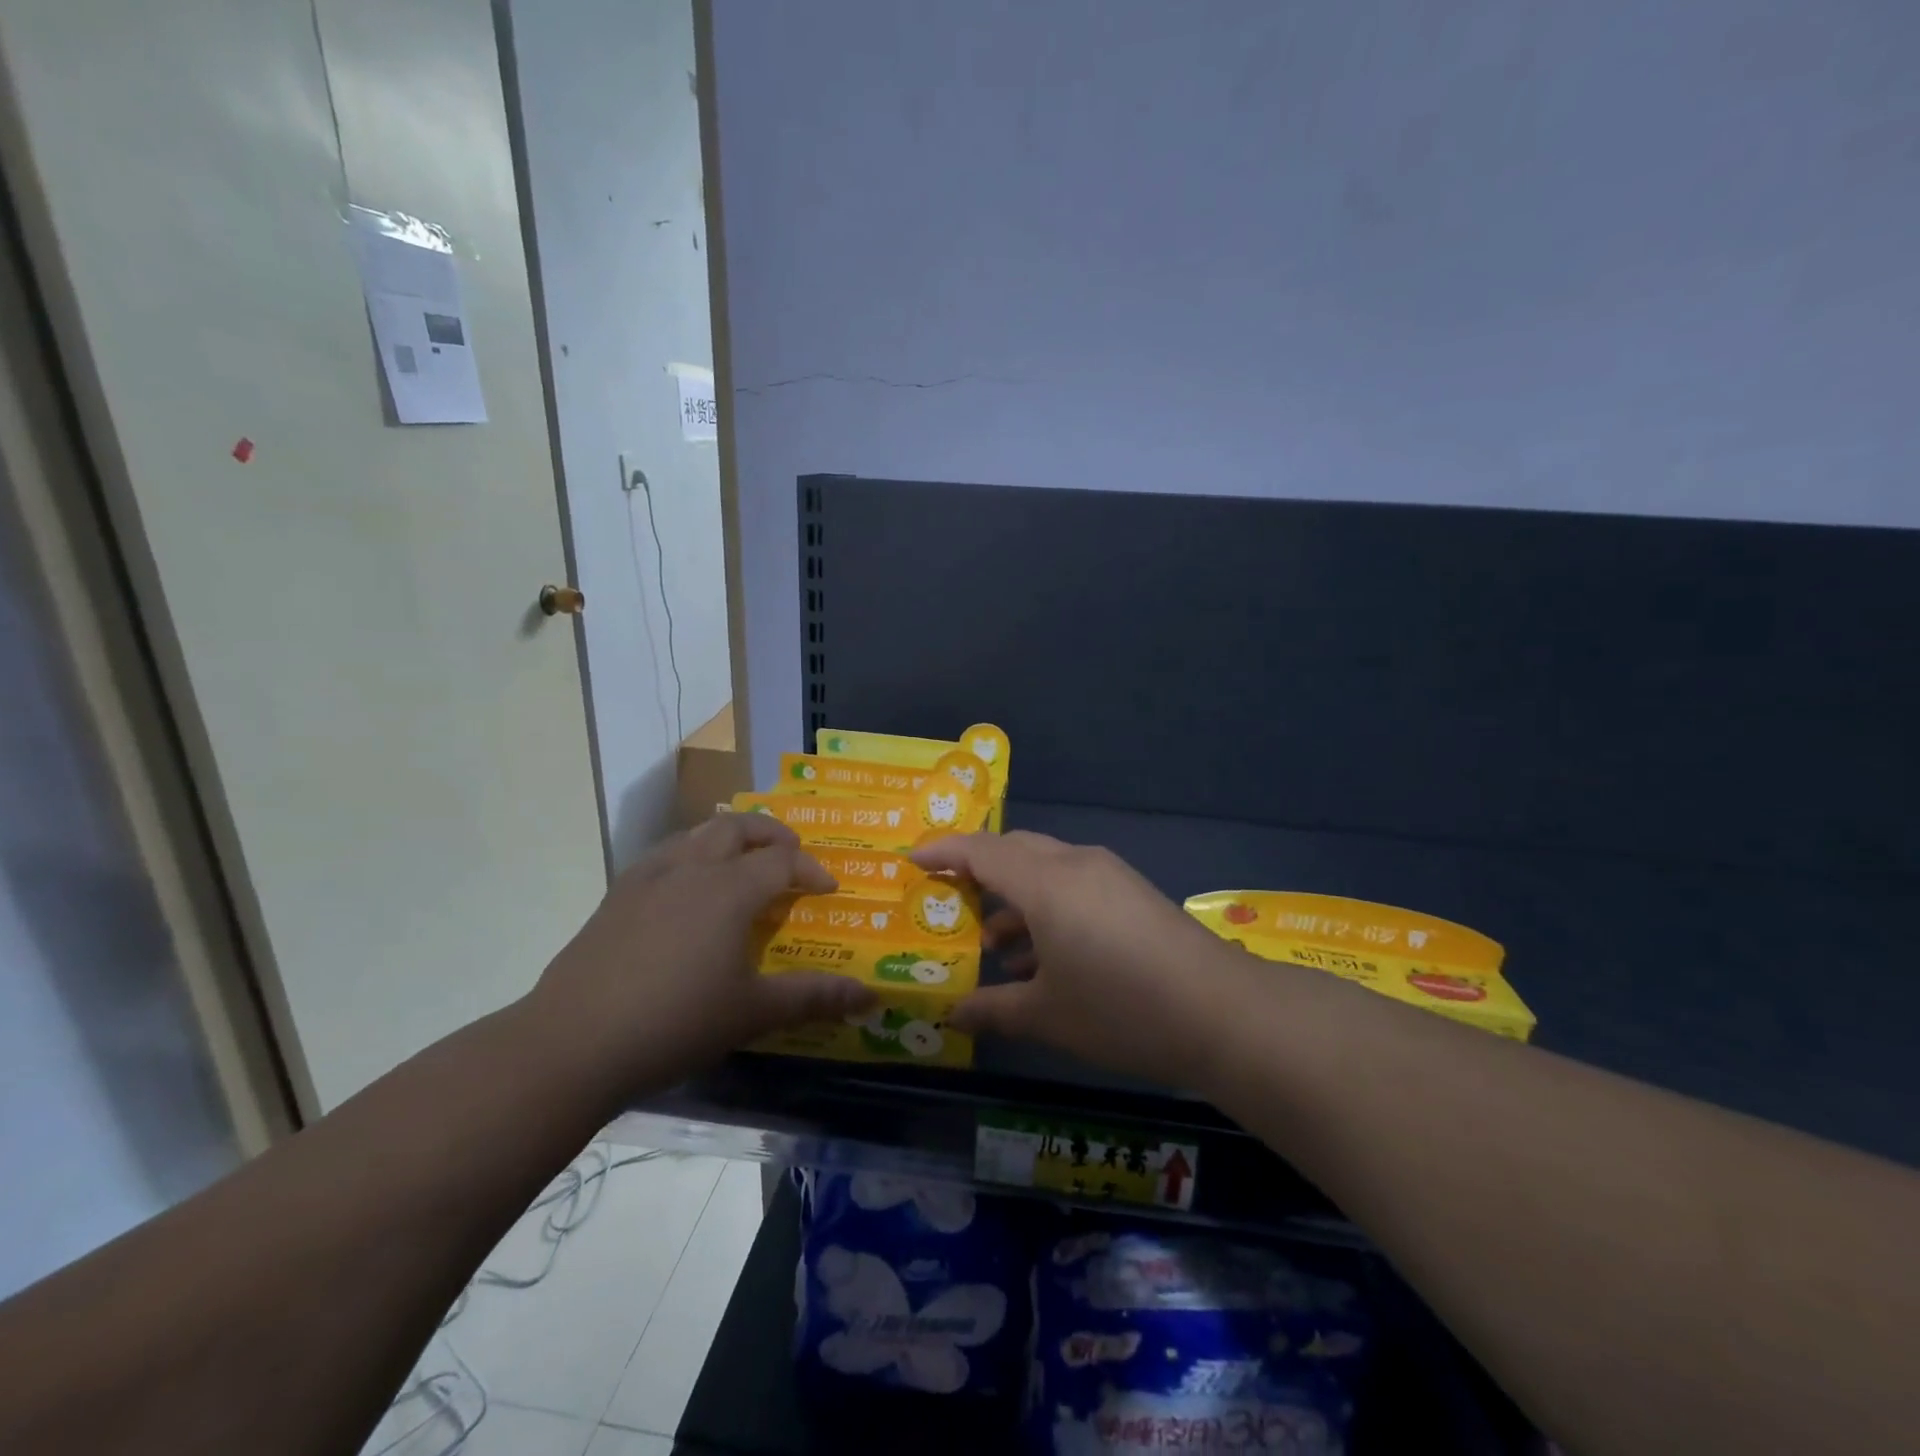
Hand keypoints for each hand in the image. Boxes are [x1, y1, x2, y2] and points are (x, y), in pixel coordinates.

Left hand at [530, 814, 875, 1092]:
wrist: (572, 1044)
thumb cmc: (675, 1023)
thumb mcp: (752, 1013)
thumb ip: (814, 998)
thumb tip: (871, 997)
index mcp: (729, 889)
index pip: (782, 860)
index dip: (810, 869)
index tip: (827, 890)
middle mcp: (691, 868)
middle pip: (737, 828)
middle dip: (771, 834)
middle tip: (789, 854)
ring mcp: (647, 878)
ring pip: (696, 834)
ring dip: (728, 839)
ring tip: (742, 863)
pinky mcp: (615, 896)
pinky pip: (664, 855)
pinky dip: (690, 856)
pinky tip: (686, 890)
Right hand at [910, 832, 1242, 1087]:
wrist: (1222, 1013)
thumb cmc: (1121, 1009)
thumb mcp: (1047, 1015)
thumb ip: (994, 1010)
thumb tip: (953, 1014)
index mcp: (1045, 883)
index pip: (981, 851)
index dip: (942, 852)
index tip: (912, 862)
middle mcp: (1074, 865)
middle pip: (1013, 851)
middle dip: (977, 872)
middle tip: (948, 903)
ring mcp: (1108, 876)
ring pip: (1045, 868)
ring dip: (1014, 898)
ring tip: (995, 946)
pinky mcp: (1131, 893)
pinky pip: (1073, 885)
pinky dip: (1047, 908)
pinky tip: (1044, 958)